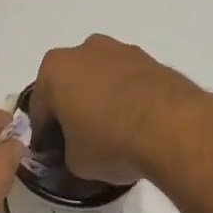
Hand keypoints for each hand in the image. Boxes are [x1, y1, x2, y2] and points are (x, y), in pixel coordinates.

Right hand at [30, 35, 210, 184]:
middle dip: (72, 109)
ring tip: (114, 134)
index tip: (52, 155)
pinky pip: (129, 81)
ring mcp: (121, 51)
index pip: (40, 108)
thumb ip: (67, 152)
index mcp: (55, 69)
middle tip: (81, 141)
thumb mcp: (75, 162)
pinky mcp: (151, 60)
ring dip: (102, 100)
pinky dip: (128, 98)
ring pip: (101, 78)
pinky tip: (137, 124)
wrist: (173, 126)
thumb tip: (77, 149)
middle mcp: (84, 50)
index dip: (44, 135)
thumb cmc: (110, 141)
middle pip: (70, 84)